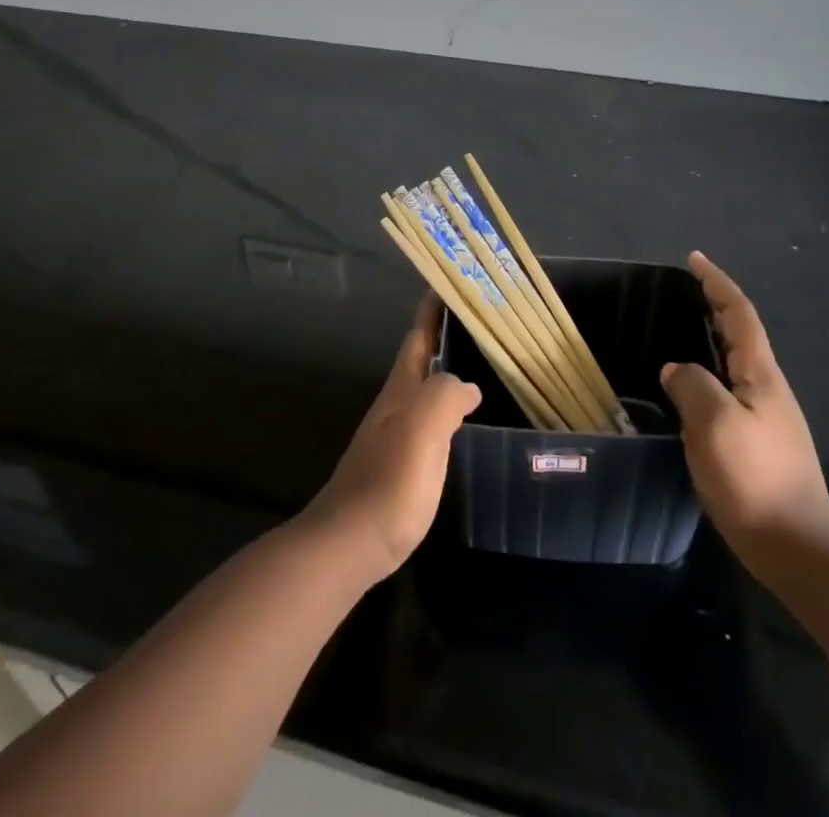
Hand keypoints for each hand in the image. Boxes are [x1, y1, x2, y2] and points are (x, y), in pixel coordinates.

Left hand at [303, 295, 480, 580]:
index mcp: (400, 391)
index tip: (450, 282)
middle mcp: (394, 406)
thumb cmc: (389, 484)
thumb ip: (444, 396)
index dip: (433, 310)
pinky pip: (428, 421)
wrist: (347, 546)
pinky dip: (447, 408)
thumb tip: (467, 385)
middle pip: (420, 359)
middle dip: (444, 336)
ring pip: (424, 390)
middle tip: (480, 324)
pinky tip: (463, 423)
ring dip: (446, 371)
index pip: (418, 337)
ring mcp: (392, 436)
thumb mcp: (422, 431)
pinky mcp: (397, 466)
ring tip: (480, 366)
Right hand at [662, 252, 828, 568]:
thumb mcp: (715, 425)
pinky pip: (728, 390)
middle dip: (714, 305)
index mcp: (760, 374)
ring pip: (734, 362)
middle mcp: (767, 387)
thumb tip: (677, 370)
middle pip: (740, 332)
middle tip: (680, 292)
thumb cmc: (755, 479)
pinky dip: (707, 373)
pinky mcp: (759, 441)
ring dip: (710, 339)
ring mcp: (766, 415)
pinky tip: (688, 389)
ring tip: (677, 333)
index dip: (717, 283)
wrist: (798, 548)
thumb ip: (692, 386)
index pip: (739, 313)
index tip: (694, 259)